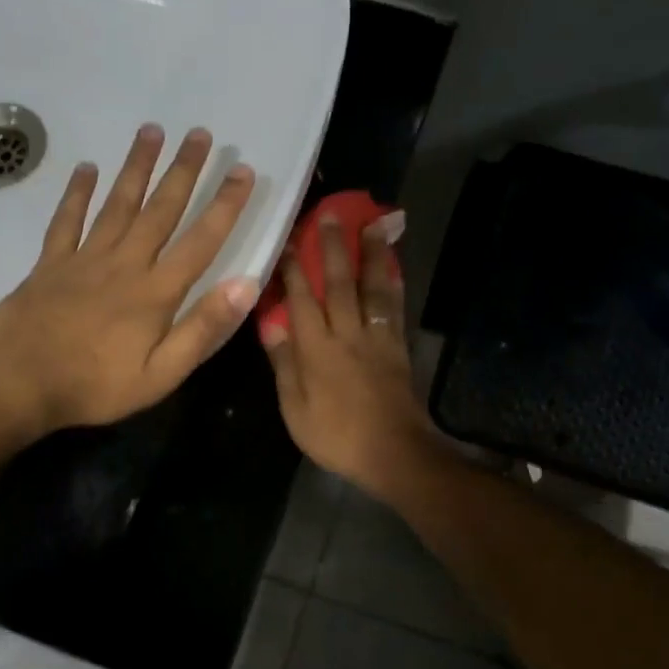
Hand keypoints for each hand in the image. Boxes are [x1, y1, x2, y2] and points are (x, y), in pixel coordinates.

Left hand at [0, 125, 258, 433]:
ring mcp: (84, 259)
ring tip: (151, 131)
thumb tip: (245, 285)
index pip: (200, 241)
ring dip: (136, 167)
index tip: (243, 171)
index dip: (224, 206)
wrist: (18, 384)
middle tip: (200, 134)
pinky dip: (77, 193)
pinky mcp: (50, 264)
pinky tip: (86, 168)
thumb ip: (202, 329)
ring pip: (116, 204)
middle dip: (183, 171)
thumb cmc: (95, 387)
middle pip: (159, 210)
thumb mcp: (161, 375)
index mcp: (155, 293)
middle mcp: (124, 264)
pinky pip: (67, 220)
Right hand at [260, 212, 449, 501]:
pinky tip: (393, 267)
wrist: (393, 452)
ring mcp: (376, 338)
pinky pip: (394, 308)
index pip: (301, 299)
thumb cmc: (337, 436)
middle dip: (332, 248)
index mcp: (316, 349)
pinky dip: (393, 283)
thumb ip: (284, 366)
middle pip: (339, 283)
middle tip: (329, 215)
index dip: (293, 269)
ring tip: (373, 224)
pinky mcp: (397, 347)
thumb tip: (271, 326)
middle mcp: (346, 334)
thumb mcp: (295, 409)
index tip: (287, 240)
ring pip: (372, 288)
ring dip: (371, 254)